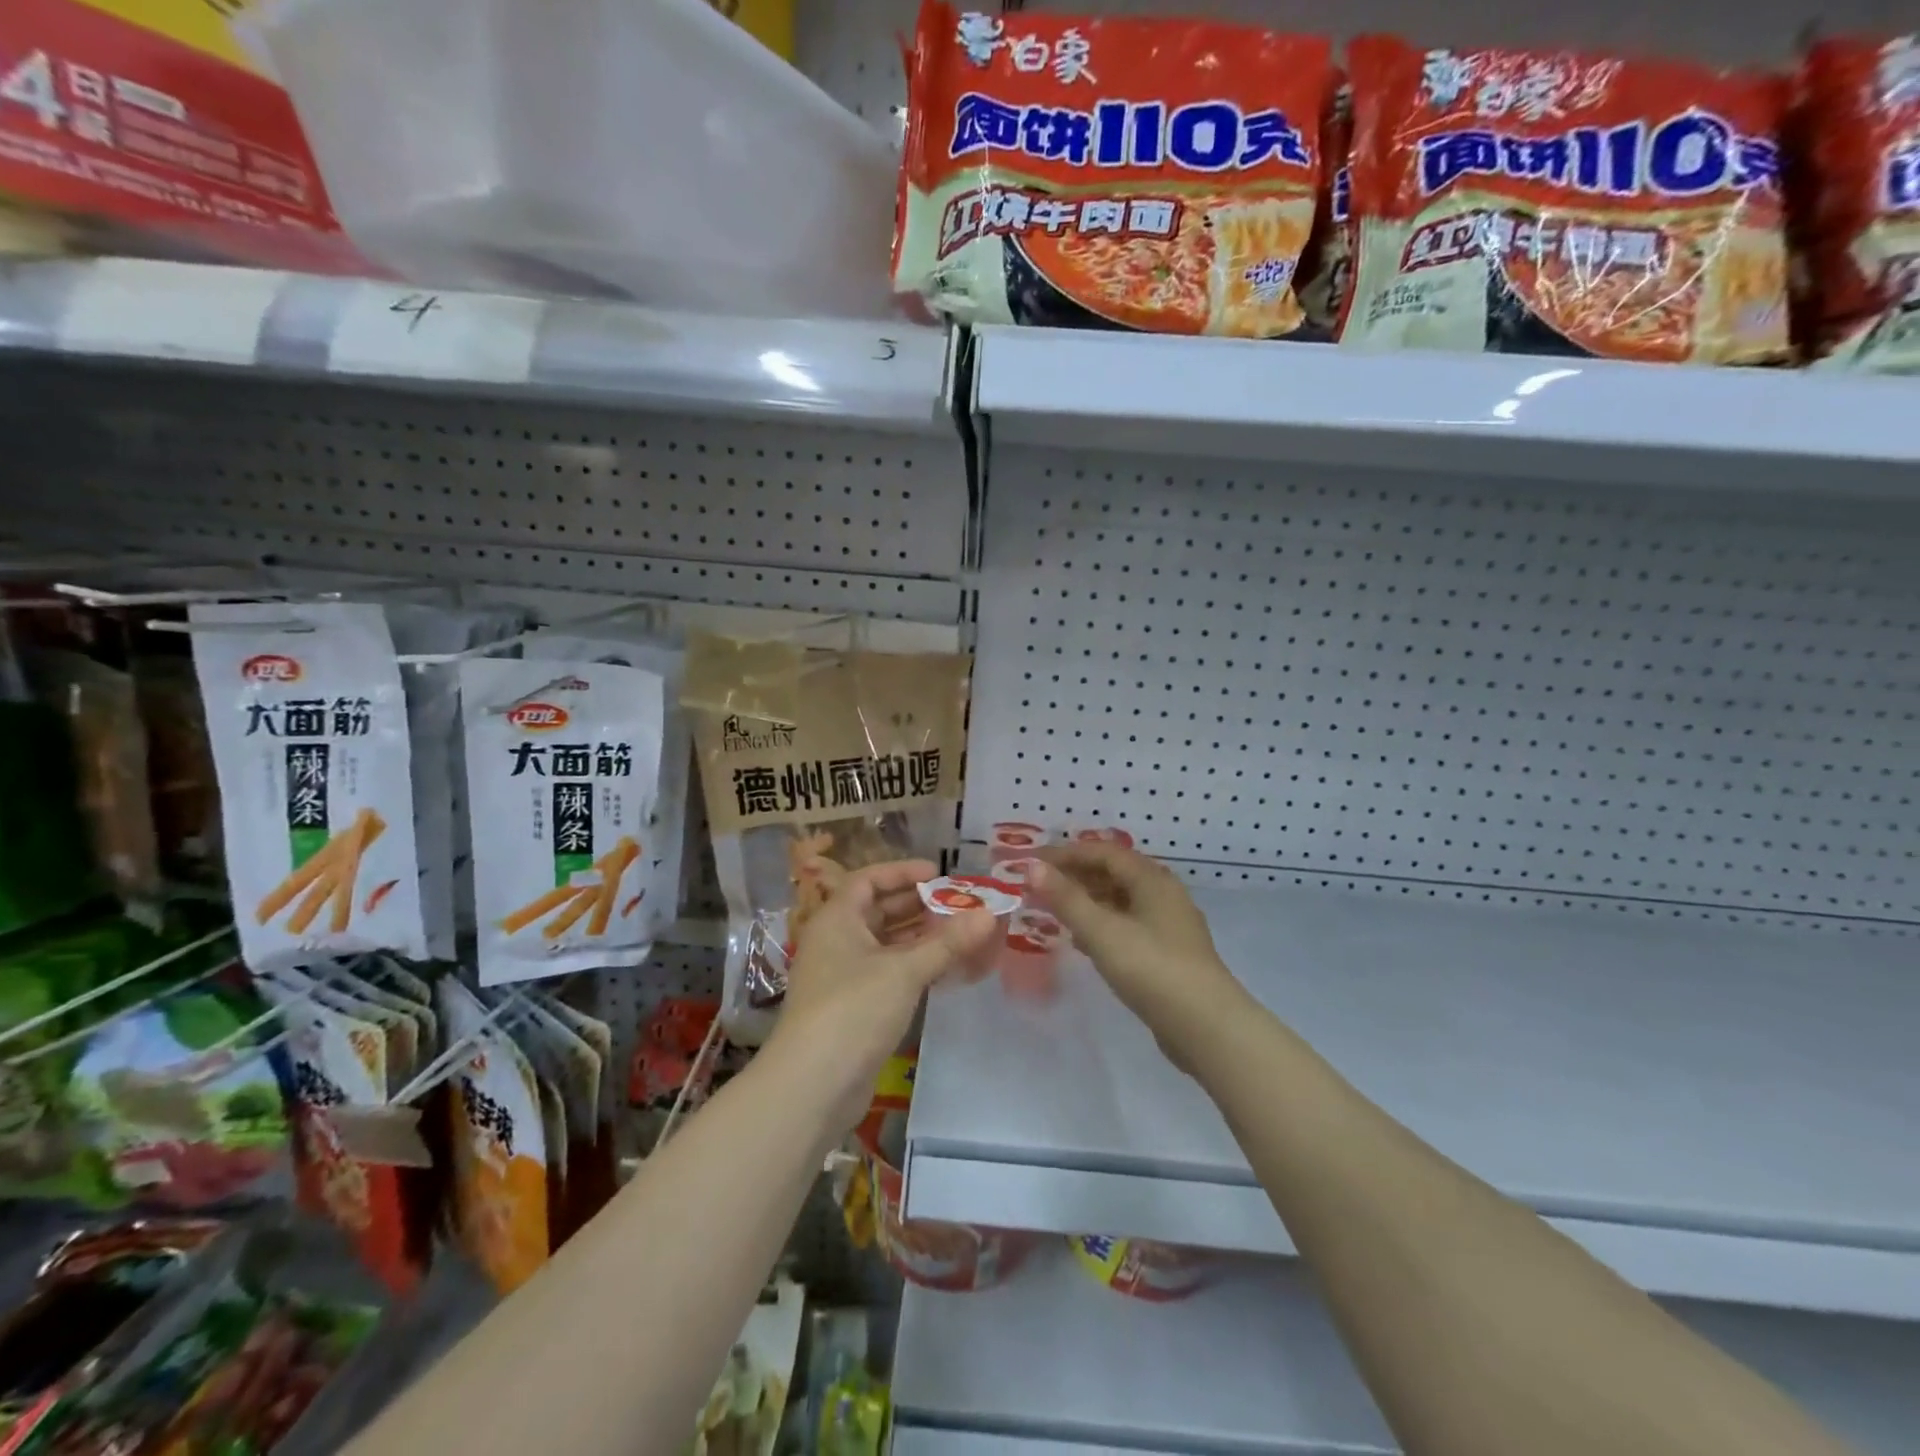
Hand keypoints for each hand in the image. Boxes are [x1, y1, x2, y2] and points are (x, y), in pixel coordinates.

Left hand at [771, 858, 996, 1129]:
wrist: (813, 1085)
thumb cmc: (854, 1009)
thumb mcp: (904, 970)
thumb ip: (947, 942)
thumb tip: (988, 914)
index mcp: (837, 919)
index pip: (868, 880)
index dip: (901, 872)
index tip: (938, 873)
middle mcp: (835, 941)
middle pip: (877, 910)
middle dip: (917, 905)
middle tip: (958, 904)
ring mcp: (842, 976)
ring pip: (884, 944)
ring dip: (919, 937)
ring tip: (959, 933)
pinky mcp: (852, 1007)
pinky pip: (886, 973)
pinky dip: (912, 966)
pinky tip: (943, 970)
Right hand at [1030, 844, 1243, 1072]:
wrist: (1206, 1027)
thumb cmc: (1151, 969)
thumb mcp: (1102, 932)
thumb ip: (1066, 898)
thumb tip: (1033, 866)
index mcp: (1152, 879)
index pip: (1103, 852)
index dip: (1066, 854)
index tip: (1032, 863)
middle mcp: (1164, 894)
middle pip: (1114, 872)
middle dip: (1076, 875)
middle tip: (1039, 885)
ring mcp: (1169, 925)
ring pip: (1121, 900)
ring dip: (1088, 900)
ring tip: (1055, 910)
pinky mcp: (1169, 953)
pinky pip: (1128, 924)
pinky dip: (1102, 924)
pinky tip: (1083, 941)